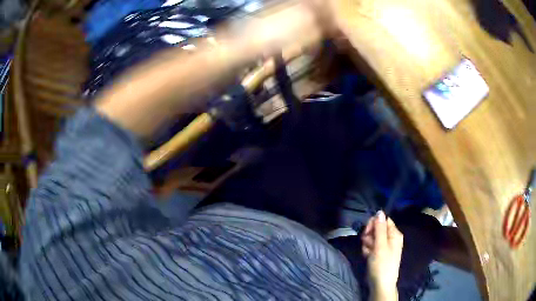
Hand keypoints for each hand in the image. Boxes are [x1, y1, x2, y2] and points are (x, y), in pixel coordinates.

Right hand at [361, 211, 403, 300]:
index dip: (374, 224)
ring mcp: (384, 246)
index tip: (367, 231)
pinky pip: (370, 246)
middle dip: (369, 235)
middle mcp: (390, 238)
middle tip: (367, 243)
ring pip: (372, 238)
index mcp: (394, 234)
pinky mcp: (378, 253)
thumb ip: (379, 228)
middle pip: (377, 228)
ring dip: (367, 244)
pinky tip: (367, 256)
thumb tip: (379, 211)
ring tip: (368, 253)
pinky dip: (367, 250)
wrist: (380, 284)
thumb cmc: (382, 264)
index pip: (383, 220)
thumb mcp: (380, 245)